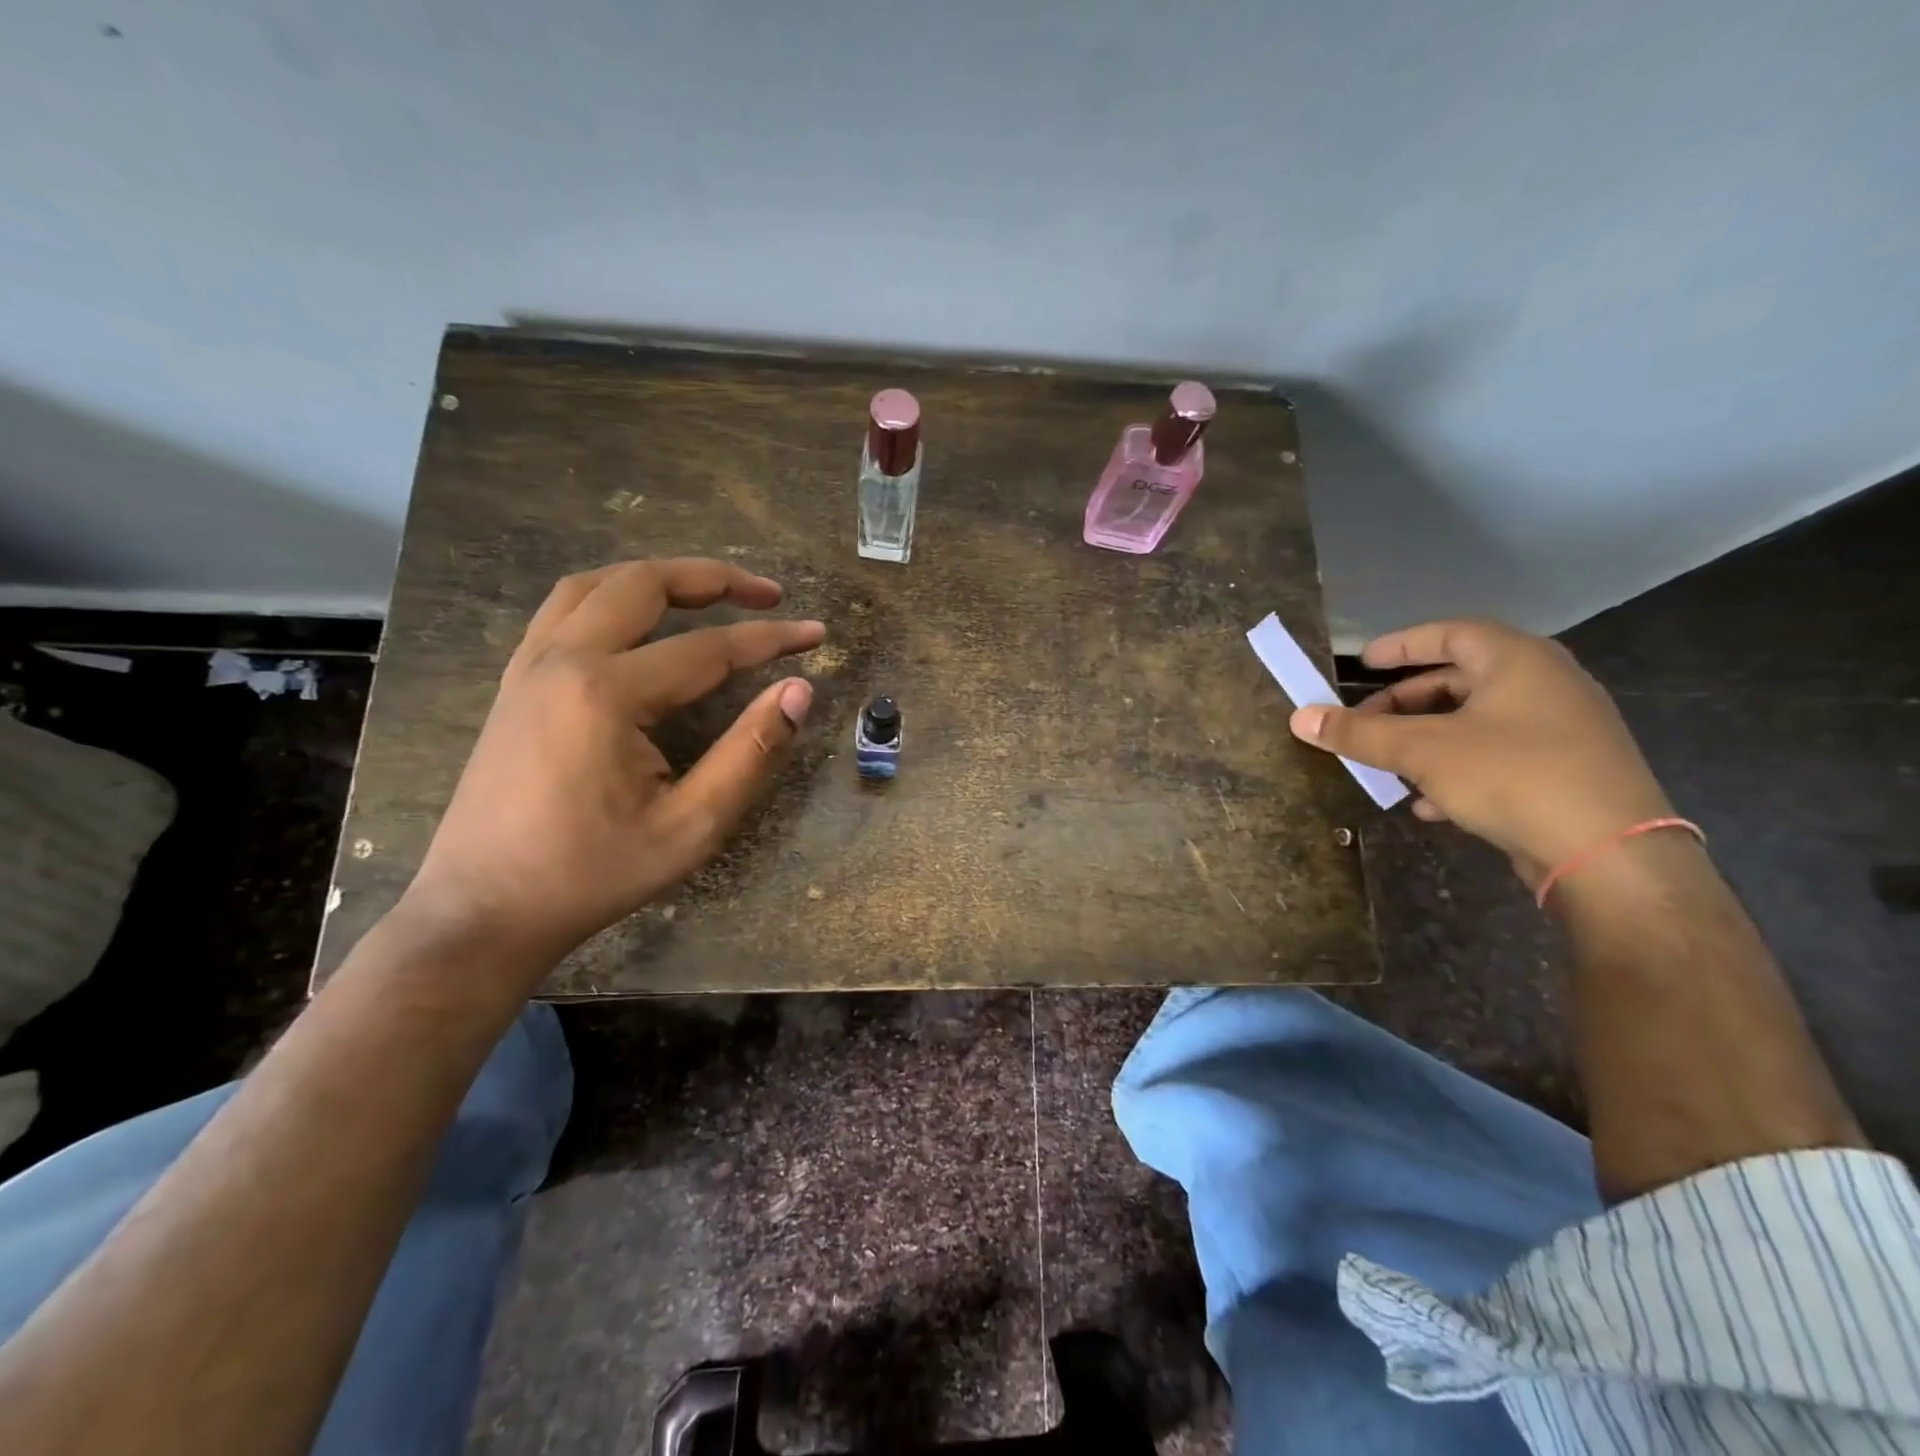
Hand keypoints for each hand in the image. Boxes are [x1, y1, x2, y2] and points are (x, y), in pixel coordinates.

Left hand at [402, 558, 823, 964]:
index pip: (709, 648)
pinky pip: (564, 609)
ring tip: (709, 593)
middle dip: (715, 579)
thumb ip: (751, 753)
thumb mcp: (692, 826)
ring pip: (596, 584)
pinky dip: (614, 596)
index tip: (816, 634)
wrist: (484, 910)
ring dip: (659, 577)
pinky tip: (639, 622)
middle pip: (644, 584)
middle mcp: (563, 659)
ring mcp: (529, 666)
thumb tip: (799, 692)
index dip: (771, 639)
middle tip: (768, 594)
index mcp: (607, 693)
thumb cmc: (593, 873)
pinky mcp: (515, 682)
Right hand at [1289, 620, 1672, 883]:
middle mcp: (1546, 684)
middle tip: (1365, 721)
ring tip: (1387, 764)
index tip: (1363, 662)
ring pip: (1476, 722)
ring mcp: (1562, 730)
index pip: (1451, 633)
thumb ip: (1359, 732)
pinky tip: (1426, 803)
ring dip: (1425, 739)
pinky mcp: (1566, 773)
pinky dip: (1456, 769)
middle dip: (1405, 702)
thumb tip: (1300, 716)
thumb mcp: (1421, 750)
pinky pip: (1497, 756)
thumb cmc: (1511, 776)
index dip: (1402, 645)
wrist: (1610, 855)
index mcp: (1518, 660)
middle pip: (1461, 680)